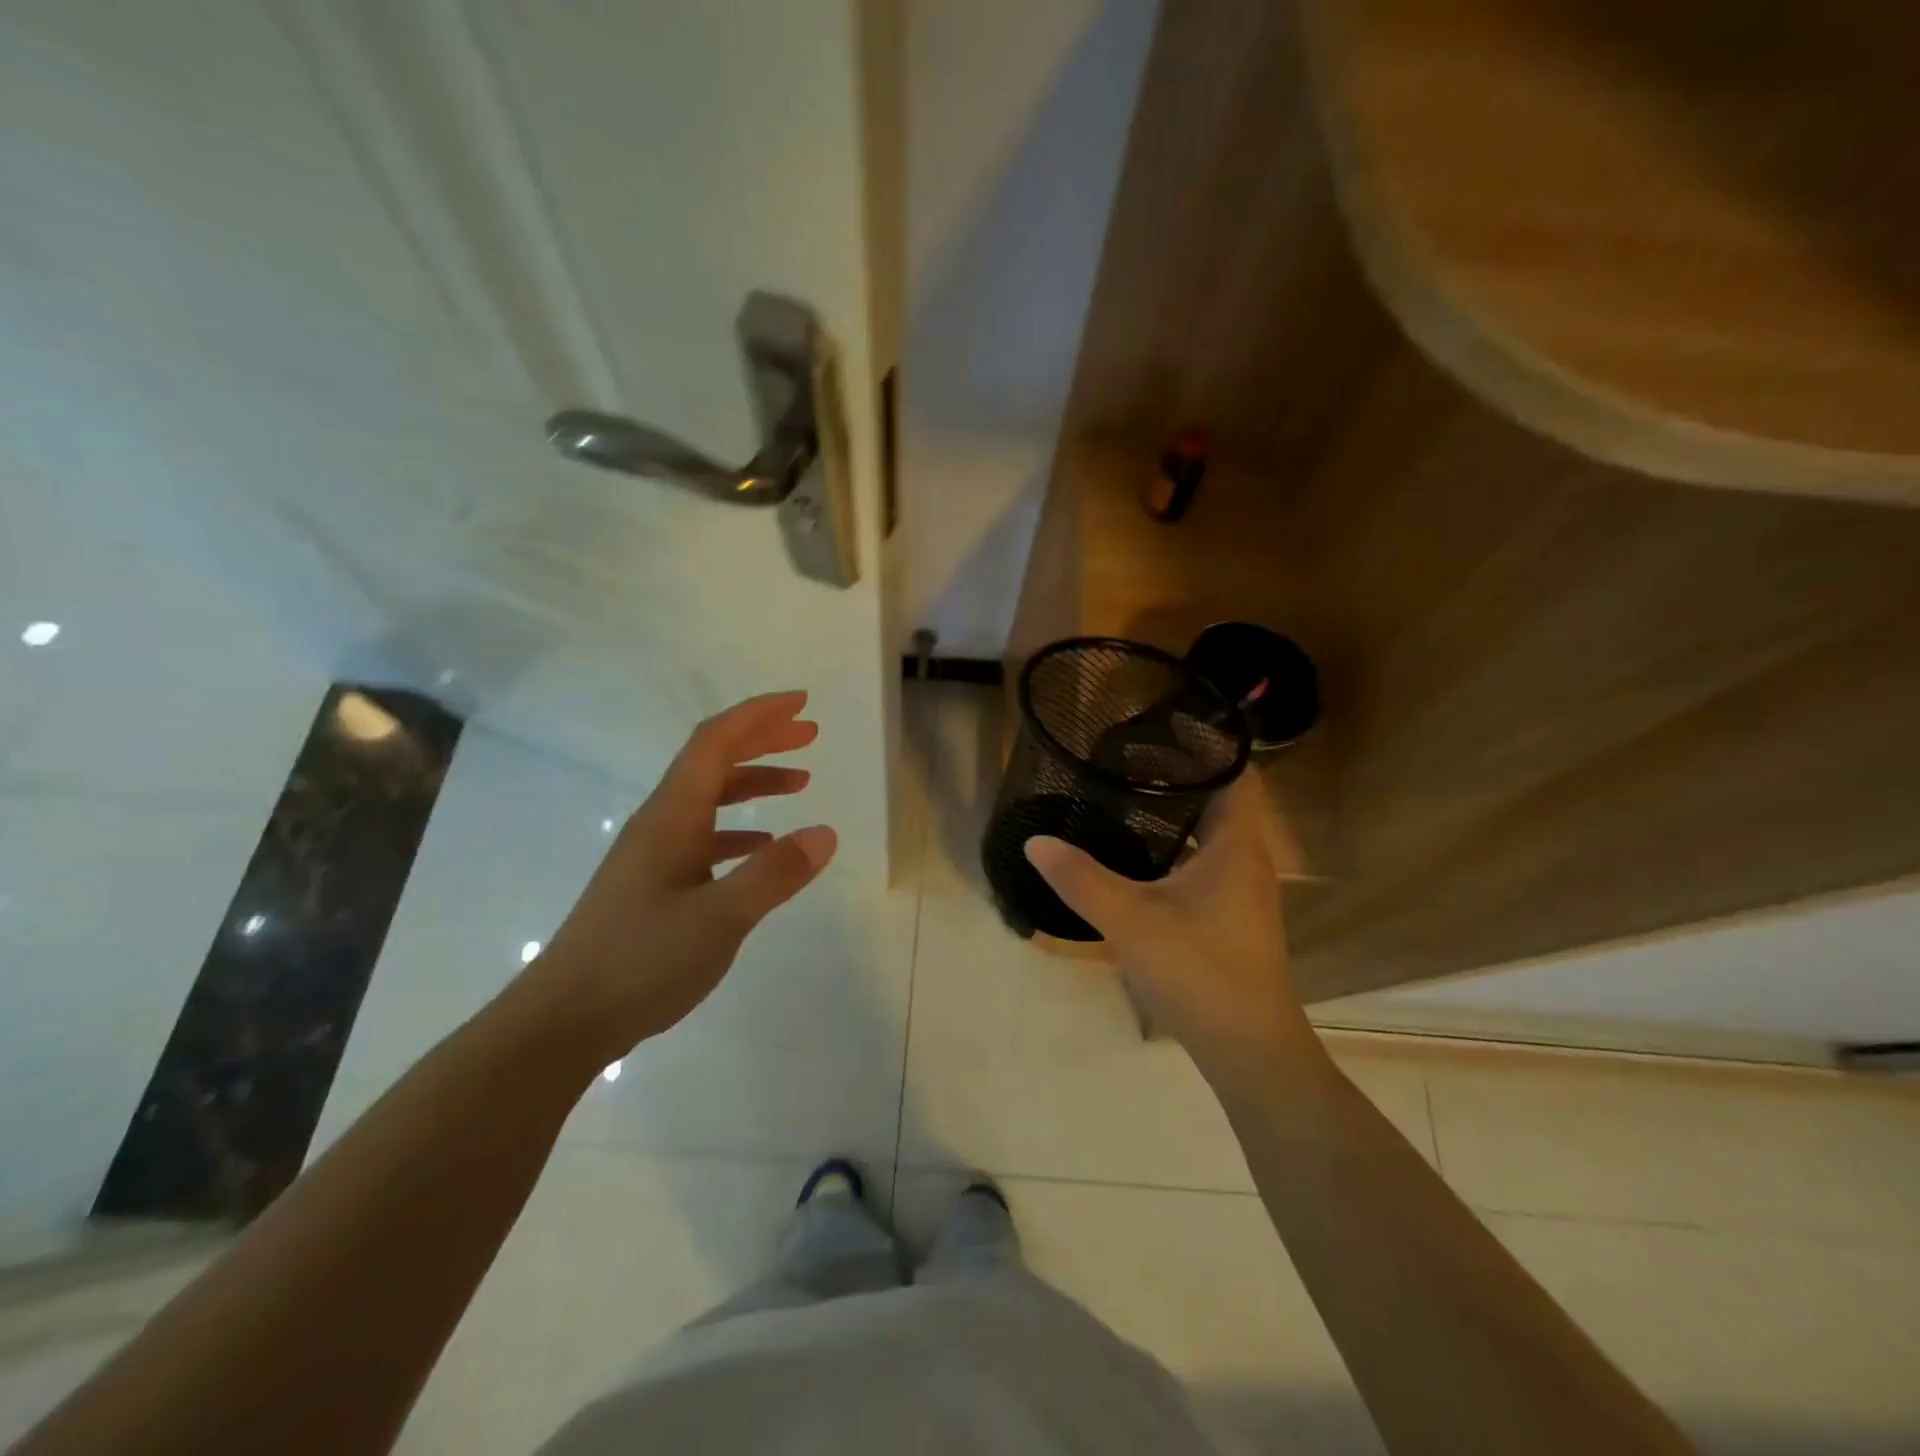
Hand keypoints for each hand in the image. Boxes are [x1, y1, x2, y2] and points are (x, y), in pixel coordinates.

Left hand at [516, 691, 836, 1068]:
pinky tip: (763, 845)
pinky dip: (740, 828)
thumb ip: (774, 874)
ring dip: (755, 782)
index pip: (715, 742)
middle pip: (713, 760)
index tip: (801, 703)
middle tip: (809, 732)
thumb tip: (826, 833)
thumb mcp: (719, 919)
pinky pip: (706, 836)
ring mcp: (655, 855)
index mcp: (672, 817)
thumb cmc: (639, 962)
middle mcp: (661, 823)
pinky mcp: (654, 885)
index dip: (758, 716)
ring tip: (801, 782)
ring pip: (711, 798)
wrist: (562, 1021)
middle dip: (762, 739)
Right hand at [1024, 775, 1312, 1084]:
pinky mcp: (1232, 916)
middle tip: (1128, 756)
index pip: (1237, 772)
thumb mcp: (1130, 921)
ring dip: (1179, 812)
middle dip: (1180, 774)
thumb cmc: (1199, 972)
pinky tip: (1141, 855)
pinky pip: (1207, 861)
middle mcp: (1247, 859)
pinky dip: (1179, 846)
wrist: (1249, 1051)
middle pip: (1222, 798)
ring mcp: (1243, 891)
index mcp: (1236, 845)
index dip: (1207, 744)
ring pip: (1214, 833)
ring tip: (1128, 794)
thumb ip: (1080, 878)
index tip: (1160, 727)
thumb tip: (1035, 841)